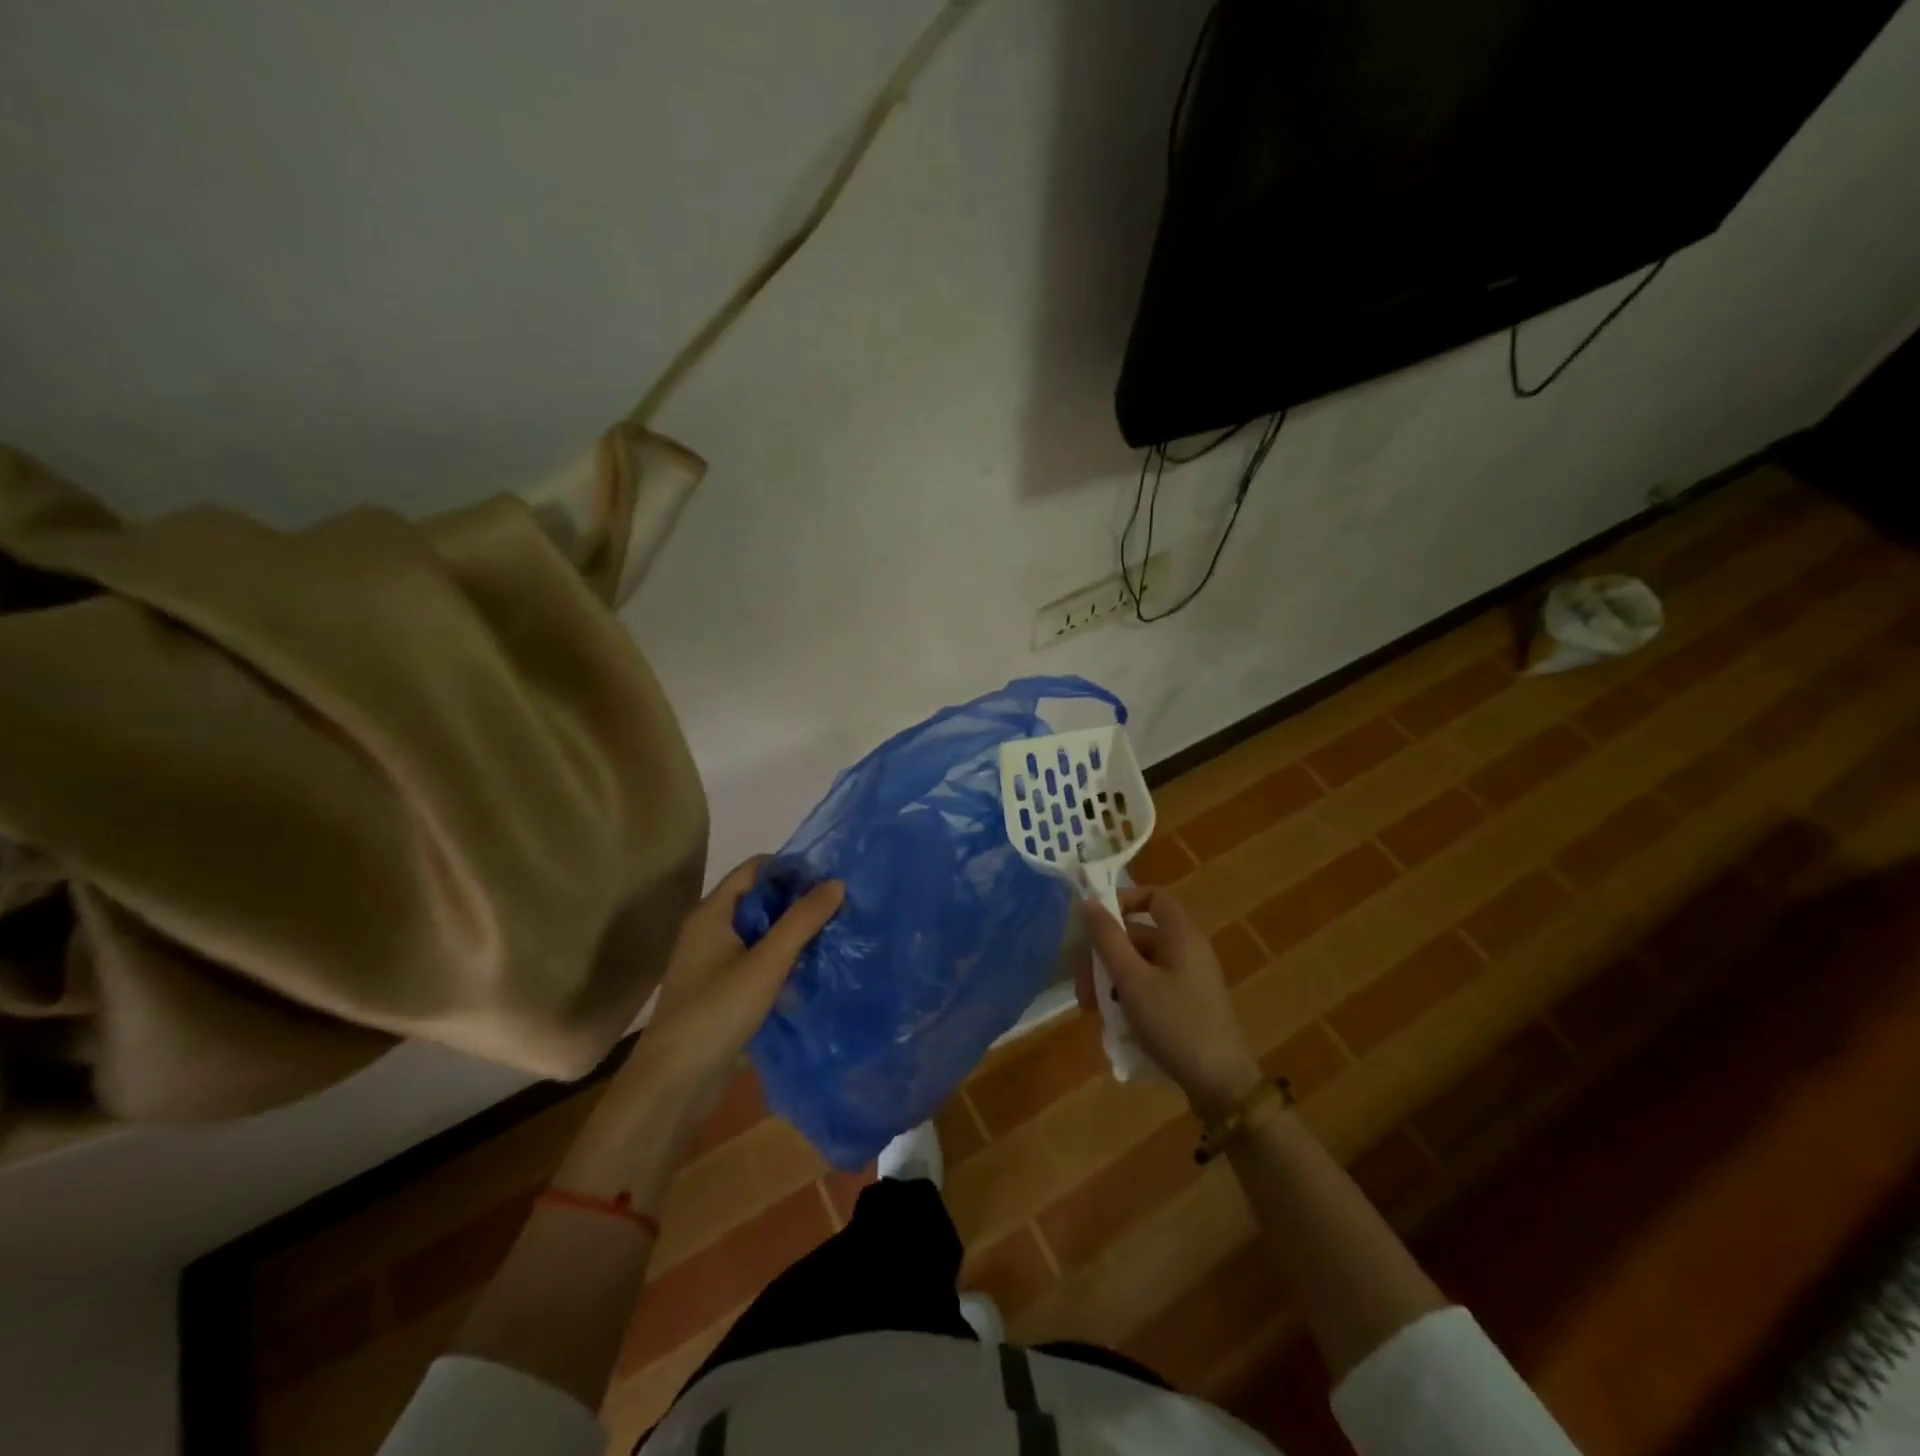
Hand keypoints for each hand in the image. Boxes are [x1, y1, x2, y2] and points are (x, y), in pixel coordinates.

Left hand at [623, 857, 843, 1123]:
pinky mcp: (719, 990)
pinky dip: (780, 960)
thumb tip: (836, 881)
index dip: (792, 869)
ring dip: (791, 933)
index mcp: (712, 912)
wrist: (673, 1083)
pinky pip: (755, 961)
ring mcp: (712, 962)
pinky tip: (807, 972)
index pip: (755, 869)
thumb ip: (802, 920)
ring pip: (759, 933)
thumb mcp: (767, 962)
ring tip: (830, 938)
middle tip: (837, 911)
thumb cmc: (717, 1011)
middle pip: (758, 899)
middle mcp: (709, 930)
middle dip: (796, 902)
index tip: (829, 882)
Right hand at [1081, 887, 1261, 1121]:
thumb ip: (1108, 940)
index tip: (1094, 921)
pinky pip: (1151, 986)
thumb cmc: (1174, 1023)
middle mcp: (1188, 951)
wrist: (1220, 1085)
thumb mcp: (1132, 980)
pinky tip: (1112, 1019)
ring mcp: (1189, 980)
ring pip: (1142, 963)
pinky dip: (1129, 994)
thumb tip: (1088, 903)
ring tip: (1090, 1006)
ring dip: (1112, 977)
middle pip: (1141, 934)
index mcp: (1182, 936)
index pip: (1154, 897)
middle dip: (1106, 952)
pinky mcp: (1187, 1005)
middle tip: (1080, 980)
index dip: (1124, 900)